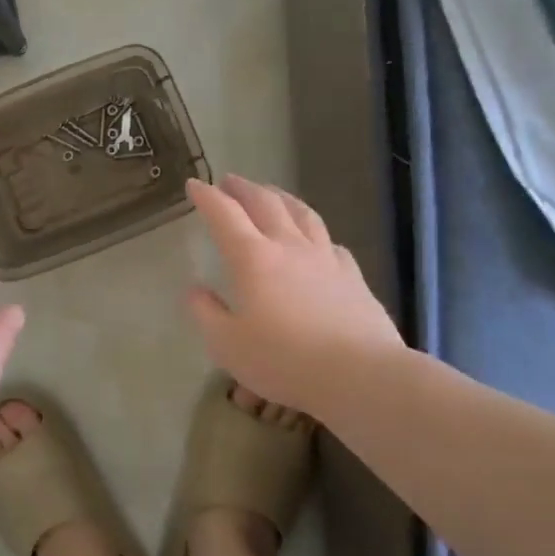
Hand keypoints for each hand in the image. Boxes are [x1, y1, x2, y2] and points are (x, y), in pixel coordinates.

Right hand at [185, 175, 405, 418]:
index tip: (194, 184)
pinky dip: (316, 233)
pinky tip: (318, 240)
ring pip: (302, 214)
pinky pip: (331, 243)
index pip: (224, 215)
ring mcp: (326, 259)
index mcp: (253, 258)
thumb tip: (195, 290)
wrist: (360, 375)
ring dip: (282, 198)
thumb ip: (206, 313)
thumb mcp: (227, 344)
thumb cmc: (283, 360)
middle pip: (266, 204)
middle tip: (230, 180)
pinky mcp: (353, 277)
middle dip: (244, 188)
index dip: (207, 197)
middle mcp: (289, 247)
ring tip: (272, 193)